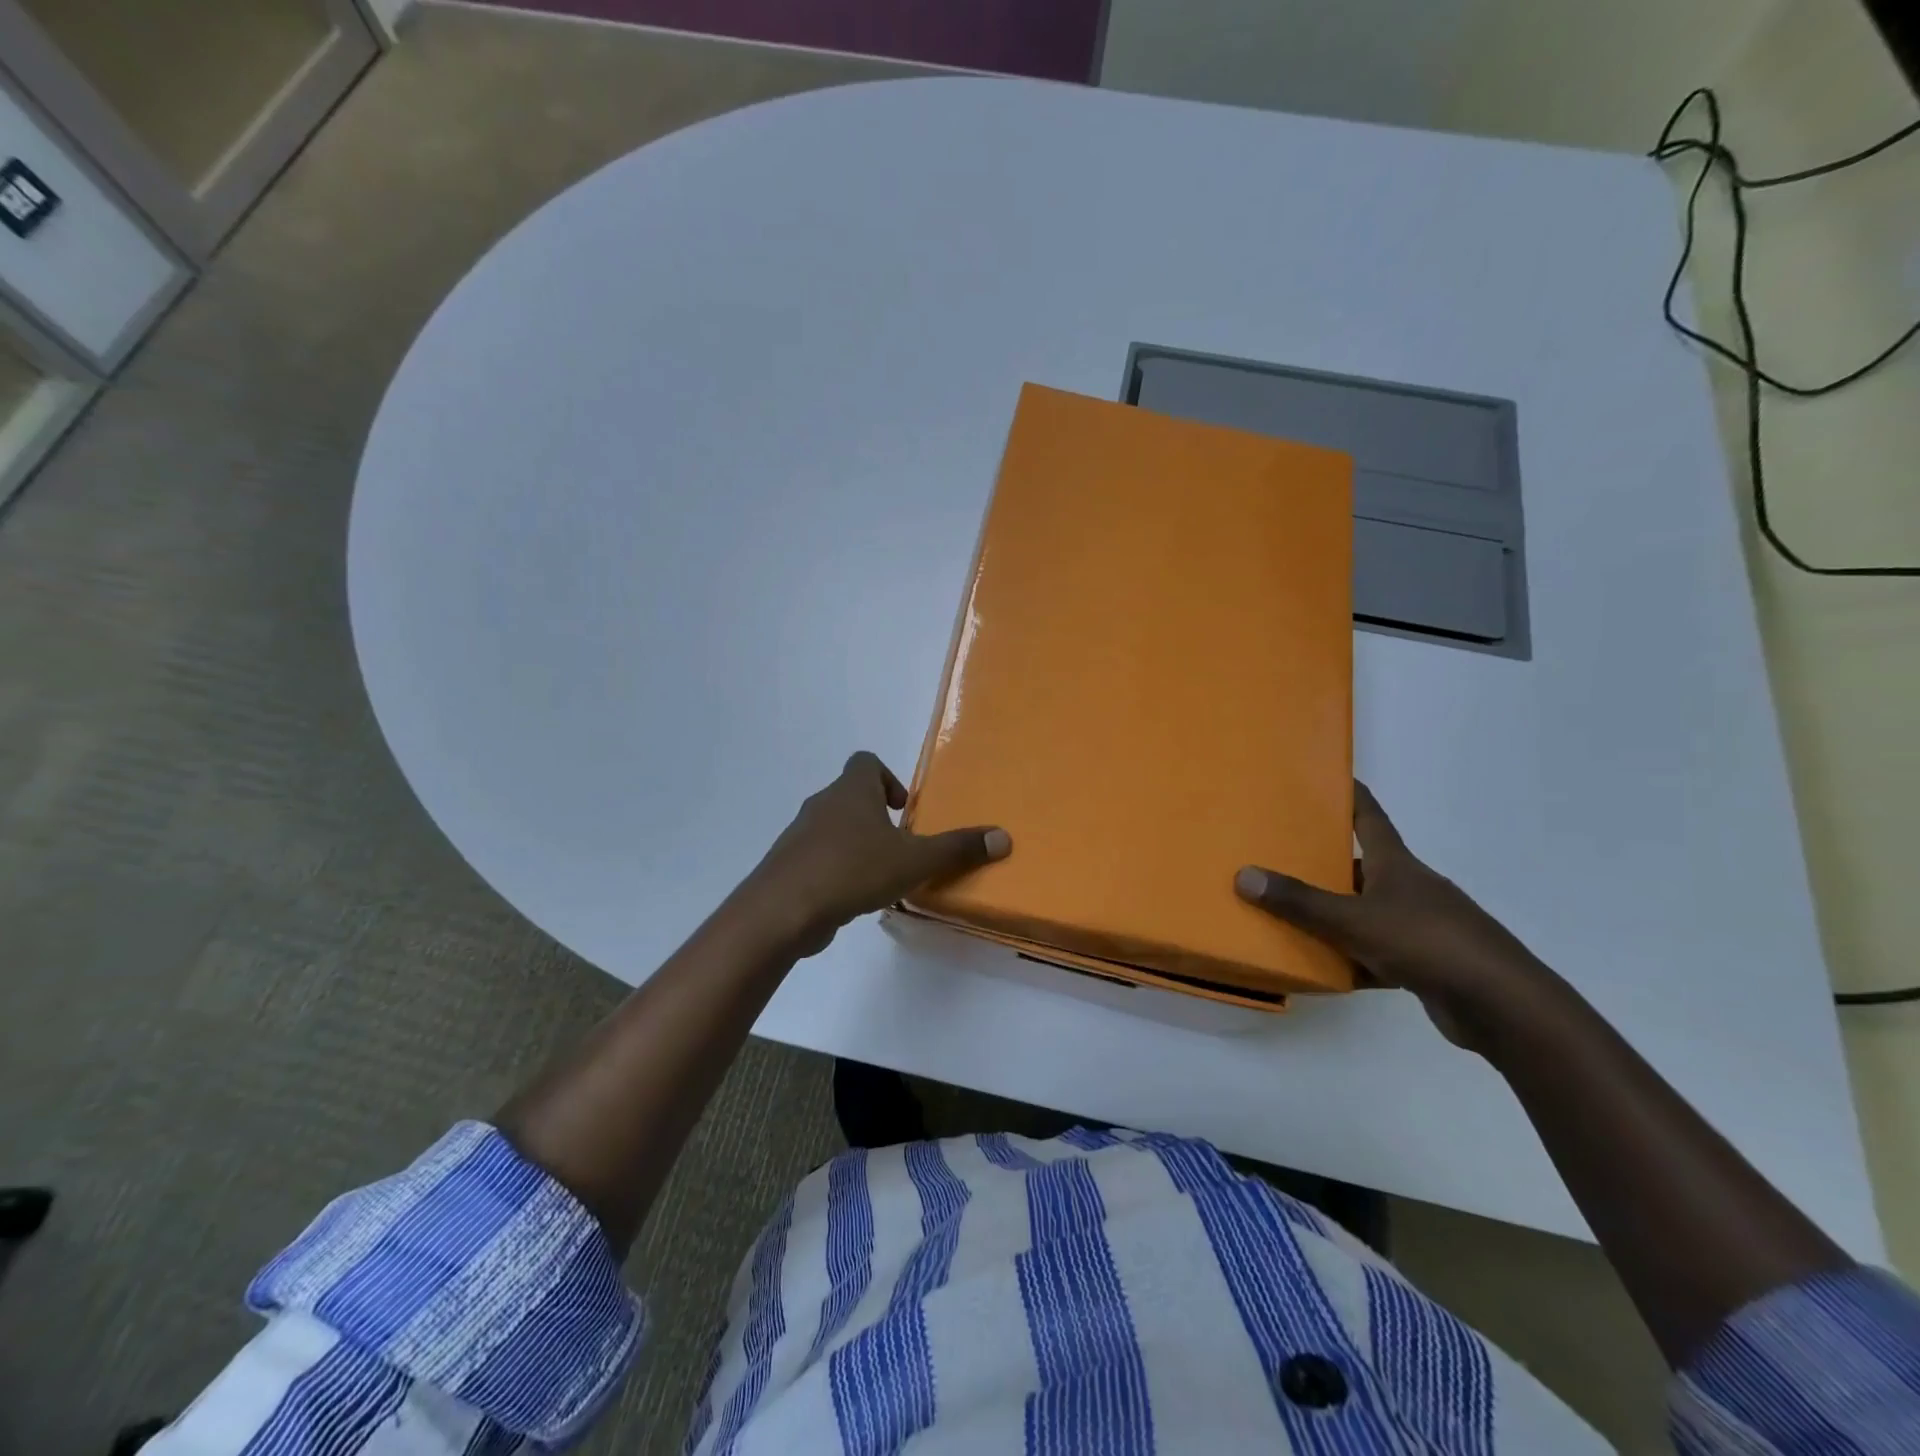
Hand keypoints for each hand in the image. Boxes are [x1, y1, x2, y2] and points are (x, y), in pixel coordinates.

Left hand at [746, 751, 1010, 956]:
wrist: (783, 909)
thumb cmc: (853, 870)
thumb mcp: (915, 860)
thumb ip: (957, 848)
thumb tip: (1003, 837)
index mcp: (852, 790)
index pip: (866, 762)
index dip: (888, 778)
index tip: (903, 809)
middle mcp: (823, 804)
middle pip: (851, 795)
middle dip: (876, 816)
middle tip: (900, 846)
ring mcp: (800, 835)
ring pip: (833, 827)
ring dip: (857, 843)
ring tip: (879, 875)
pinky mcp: (788, 865)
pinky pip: (818, 856)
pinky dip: (836, 868)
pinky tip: (852, 897)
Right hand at [1234, 783, 1551, 1046]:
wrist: (1501, 1004)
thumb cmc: (1425, 942)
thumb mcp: (1352, 920)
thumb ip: (1299, 901)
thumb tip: (1244, 875)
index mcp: (1396, 864)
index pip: (1368, 815)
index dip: (1348, 794)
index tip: (1325, 777)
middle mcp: (1410, 887)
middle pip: (1363, 865)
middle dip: (1326, 861)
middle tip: (1283, 855)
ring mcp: (1422, 925)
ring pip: (1368, 911)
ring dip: (1336, 913)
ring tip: (1292, 913)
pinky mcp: (1427, 962)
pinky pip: (1379, 952)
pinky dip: (1353, 957)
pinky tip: (1327, 969)